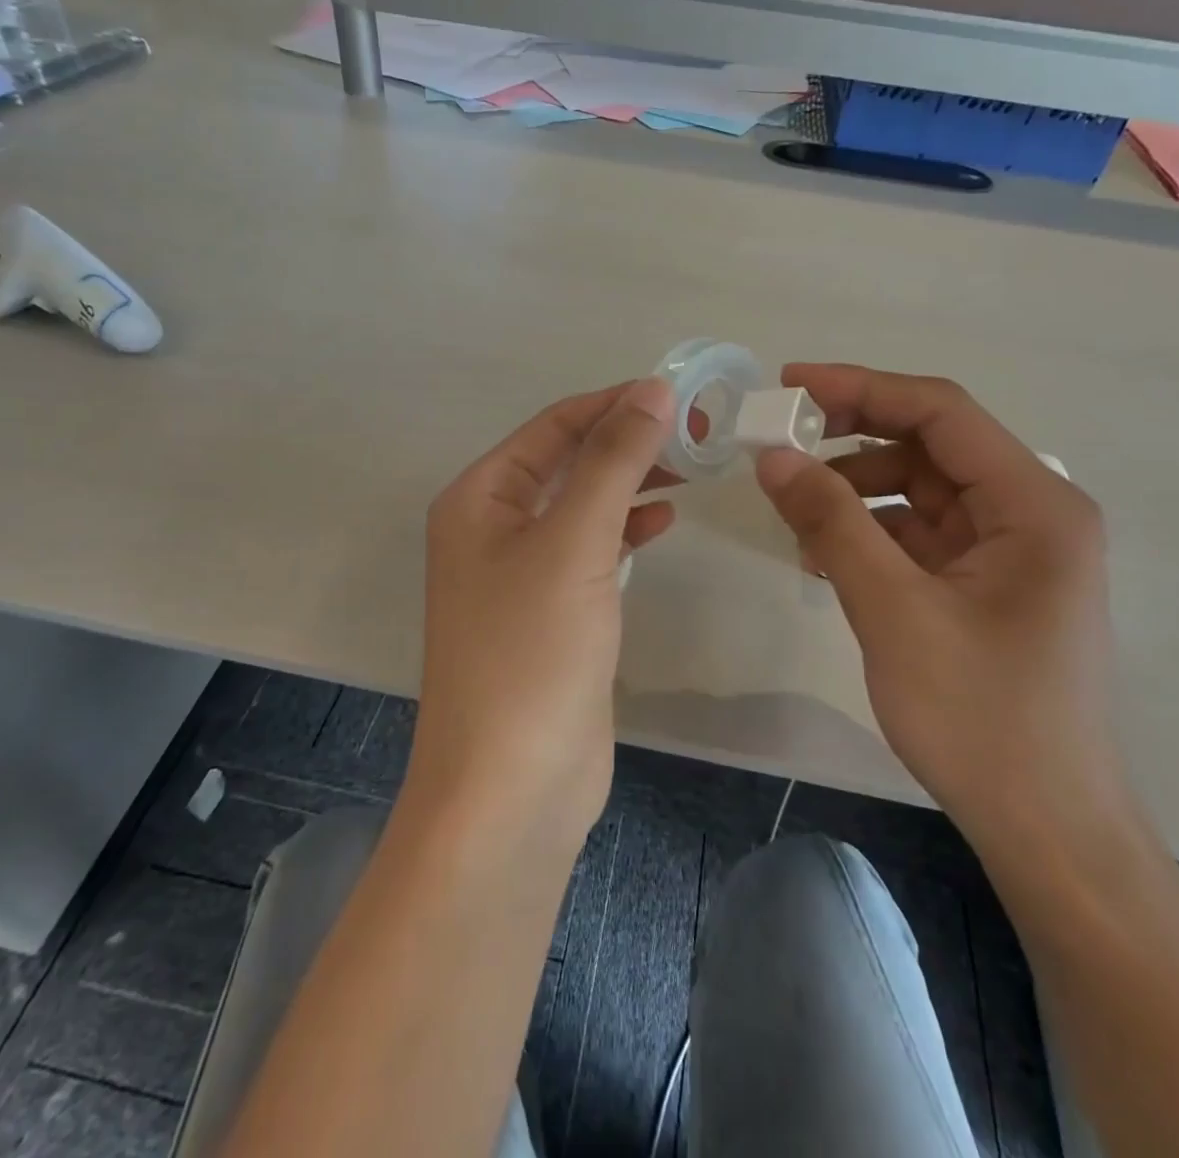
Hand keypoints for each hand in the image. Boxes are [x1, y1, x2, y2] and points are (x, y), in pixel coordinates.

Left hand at [410, 379, 678, 851]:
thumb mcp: (574, 543)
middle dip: (627, 442)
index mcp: (479, 498)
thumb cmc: (531, 653)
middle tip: (698, 431)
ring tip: (691, 466)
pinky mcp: (551, 614)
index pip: (553, 427)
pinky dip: (625, 529)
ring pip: (582, 506)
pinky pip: (590, 551)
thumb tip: (652, 390)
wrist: (511, 789)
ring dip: (630, 482)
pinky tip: (661, 521)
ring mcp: (520, 574)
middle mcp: (492, 528)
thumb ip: (613, 462)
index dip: (613, 404)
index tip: (680, 393)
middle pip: (567, 463)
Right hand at [754, 365, 1129, 852]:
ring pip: (920, 491)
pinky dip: (871, 533)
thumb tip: (772, 456)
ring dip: (856, 490)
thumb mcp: (893, 610)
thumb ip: (832, 522)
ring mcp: (1010, 551)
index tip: (789, 385)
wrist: (1047, 830)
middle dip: (852, 439)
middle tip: (779, 442)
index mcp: (1034, 503)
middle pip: (930, 446)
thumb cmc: (981, 718)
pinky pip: (920, 534)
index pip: (941, 411)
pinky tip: (824, 554)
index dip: (861, 388)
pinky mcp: (987, 585)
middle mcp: (1031, 513)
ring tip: (794, 512)